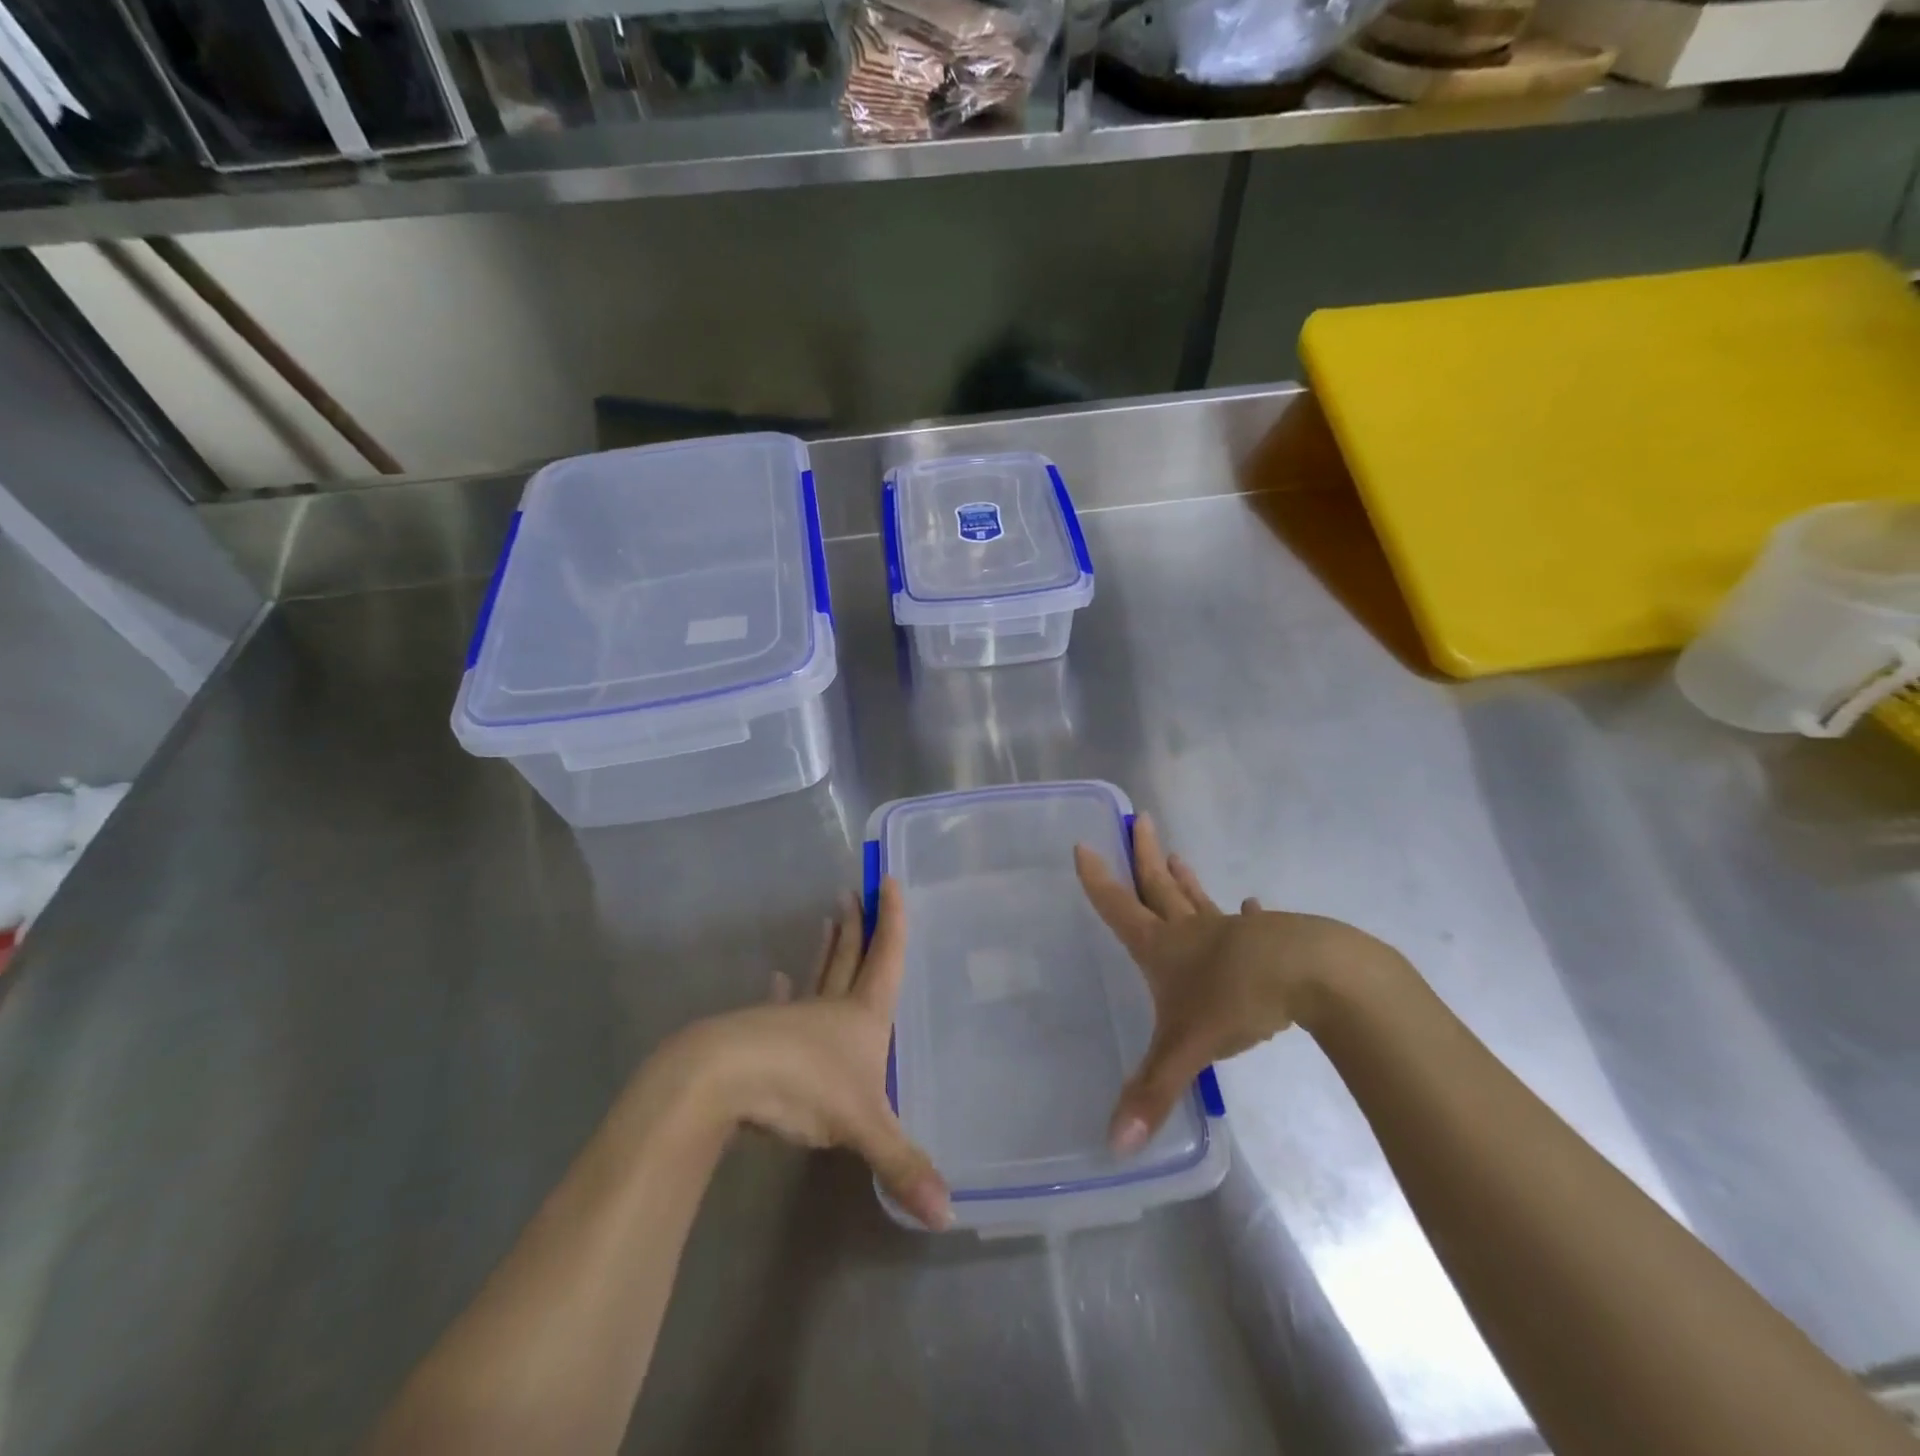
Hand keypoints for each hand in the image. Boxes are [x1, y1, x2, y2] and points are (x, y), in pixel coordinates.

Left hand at [660, 878, 952, 1230]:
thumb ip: (903, 1166)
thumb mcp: (862, 1127)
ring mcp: (795, 1017)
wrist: (725, 1078)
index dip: (893, 921)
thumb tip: (950, 1214)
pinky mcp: (764, 1033)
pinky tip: (779, 980)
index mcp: (864, 1017)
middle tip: (858, 891)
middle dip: (859, 926)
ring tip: (829, 919)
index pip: (886, 957)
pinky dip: (784, 992)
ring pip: (819, 974)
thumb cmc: (803, 1087)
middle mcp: (833, 1008)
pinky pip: (781, 1006)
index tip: (888, 879)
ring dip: (827, 948)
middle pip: (851, 956)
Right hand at [1074, 814, 1401, 1153]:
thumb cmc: (1236, 999)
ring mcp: (1231, 932)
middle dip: (1144, 857)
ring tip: (1177, 857)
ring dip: (1184, 881)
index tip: (1083, 845)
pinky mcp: (1269, 940)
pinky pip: (1250, 923)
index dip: (1098, 880)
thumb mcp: (1186, 1047)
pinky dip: (1248, 914)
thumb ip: (1151, 1093)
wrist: (1312, 975)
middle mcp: (1190, 931)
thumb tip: (1113, 1146)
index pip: (1119, 907)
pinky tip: (1254, 905)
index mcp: (1162, 946)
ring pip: (1198, 900)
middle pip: (1158, 887)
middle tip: (1139, 821)